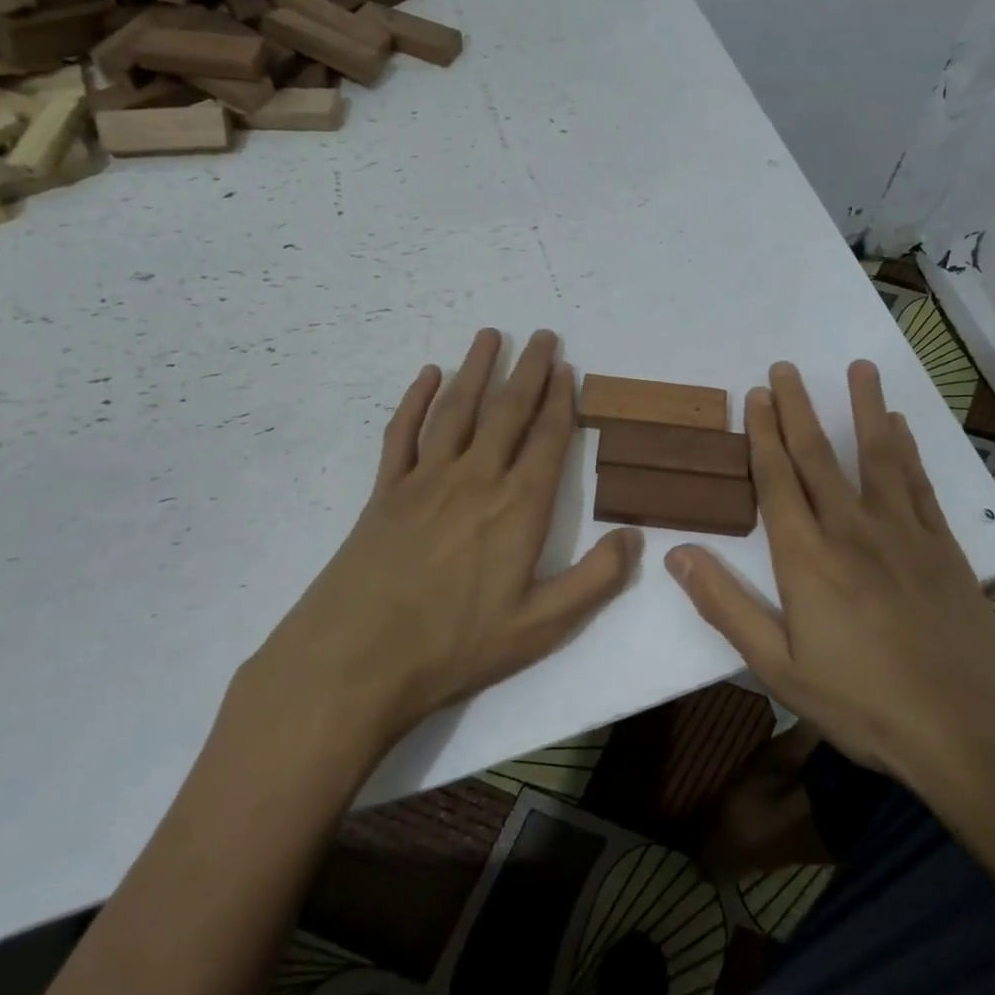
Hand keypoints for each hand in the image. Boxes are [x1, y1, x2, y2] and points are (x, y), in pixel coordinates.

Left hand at [231, 329, 640, 767]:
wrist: (358, 659)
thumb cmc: (456, 645)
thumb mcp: (542, 626)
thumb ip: (595, 579)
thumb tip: (636, 537)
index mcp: (518, 507)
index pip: (547, 439)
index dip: (561, 400)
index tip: (567, 368)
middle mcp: (476, 478)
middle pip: (507, 411)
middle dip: (528, 371)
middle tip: (543, 336)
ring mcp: (426, 480)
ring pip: (457, 409)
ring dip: (476, 369)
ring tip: (491, 335)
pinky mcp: (386, 491)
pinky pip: (403, 433)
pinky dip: (415, 400)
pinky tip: (427, 375)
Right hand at [665, 361, 994, 812]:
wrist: (972, 730)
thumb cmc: (865, 704)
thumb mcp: (778, 668)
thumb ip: (726, 606)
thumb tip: (676, 554)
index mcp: (806, 558)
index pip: (777, 481)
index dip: (763, 435)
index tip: (755, 396)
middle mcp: (850, 529)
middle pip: (818, 456)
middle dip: (798, 408)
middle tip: (785, 368)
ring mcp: (901, 532)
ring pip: (876, 455)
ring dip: (863, 408)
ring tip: (858, 367)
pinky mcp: (941, 546)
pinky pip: (917, 483)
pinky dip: (906, 449)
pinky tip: (899, 426)